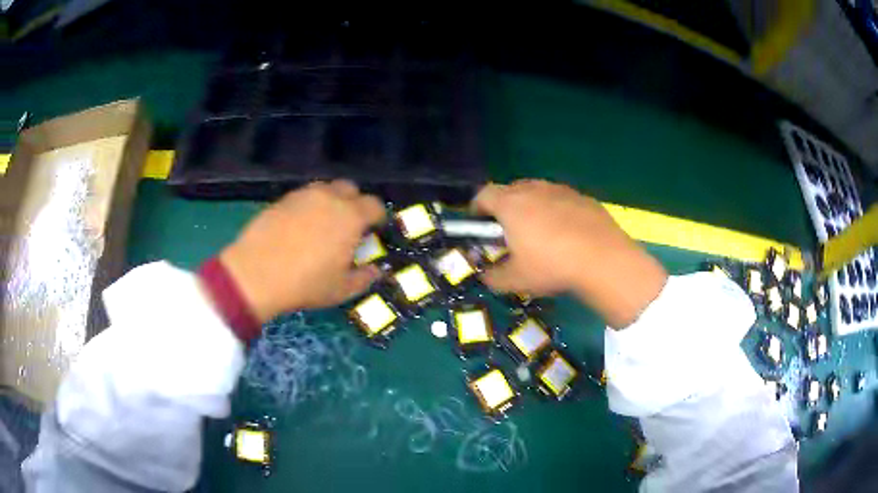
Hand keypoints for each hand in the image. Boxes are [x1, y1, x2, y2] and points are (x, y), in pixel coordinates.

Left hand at [217, 180, 385, 322]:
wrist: (257, 274)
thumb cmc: (306, 283)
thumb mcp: (341, 289)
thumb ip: (364, 278)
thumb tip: (375, 271)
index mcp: (351, 216)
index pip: (375, 205)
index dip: (378, 218)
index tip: (374, 232)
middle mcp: (330, 197)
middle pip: (351, 189)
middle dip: (355, 203)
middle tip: (349, 226)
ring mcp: (304, 195)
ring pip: (326, 189)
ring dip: (332, 201)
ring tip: (323, 224)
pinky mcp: (283, 199)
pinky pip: (304, 196)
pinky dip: (309, 206)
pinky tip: (300, 226)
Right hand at [473, 180, 666, 327]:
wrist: (603, 259)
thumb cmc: (552, 265)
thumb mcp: (516, 280)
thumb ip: (493, 277)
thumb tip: (487, 275)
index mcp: (510, 204)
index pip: (483, 194)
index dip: (476, 208)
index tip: (479, 224)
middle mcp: (533, 189)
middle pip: (510, 190)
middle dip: (504, 208)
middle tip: (509, 232)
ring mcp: (560, 190)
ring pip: (537, 193)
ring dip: (531, 208)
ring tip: (540, 233)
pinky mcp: (582, 197)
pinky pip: (560, 200)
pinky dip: (556, 211)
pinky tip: (567, 234)